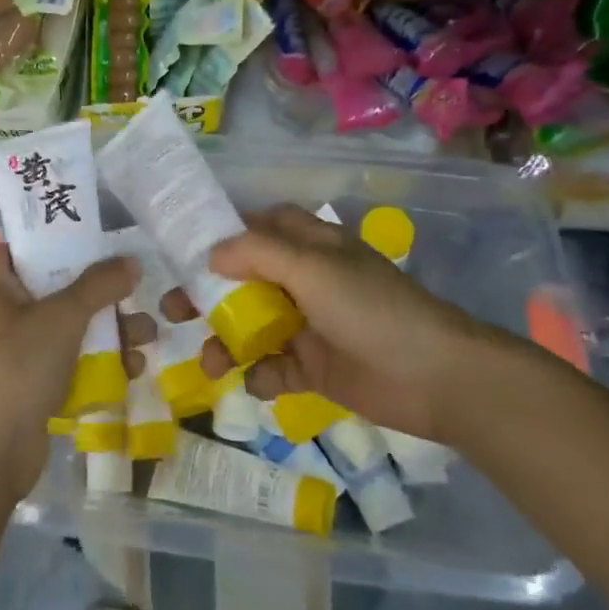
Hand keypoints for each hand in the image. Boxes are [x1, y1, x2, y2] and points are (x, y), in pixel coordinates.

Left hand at [0, 247, 137, 500]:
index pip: (23, 246)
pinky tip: (133, 368)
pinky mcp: (34, 385)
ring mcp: (19, 351)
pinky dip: (99, 362)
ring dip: (109, 330)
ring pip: (70, 328)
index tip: (98, 234)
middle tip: (137, 289)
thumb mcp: (62, 315)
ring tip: (147, 335)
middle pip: (57, 287)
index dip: (57, 236)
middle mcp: (4, 312)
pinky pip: (72, 363)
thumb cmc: (17, 365)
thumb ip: (99, 285)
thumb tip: (131, 261)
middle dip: (101, 292)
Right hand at [196, 205, 491, 441]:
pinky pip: (273, 369)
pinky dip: (261, 376)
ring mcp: (308, 326)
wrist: (435, 378)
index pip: (259, 227)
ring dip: (226, 342)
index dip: (223, 233)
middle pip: (244, 279)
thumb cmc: (370, 309)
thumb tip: (211, 253)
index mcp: (309, 247)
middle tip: (173, 309)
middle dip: (208, 293)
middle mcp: (305, 281)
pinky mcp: (315, 368)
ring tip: (210, 364)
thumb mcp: (312, 268)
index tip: (182, 247)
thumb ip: (258, 252)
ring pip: (252, 327)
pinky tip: (260, 383)